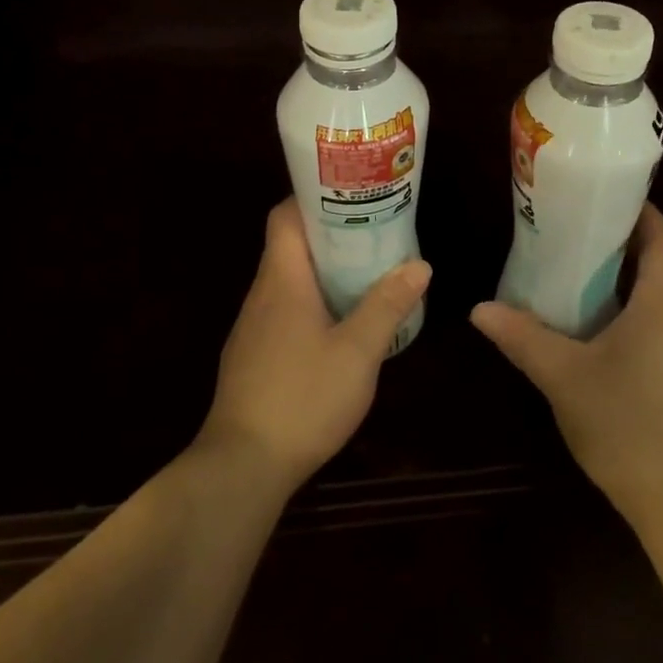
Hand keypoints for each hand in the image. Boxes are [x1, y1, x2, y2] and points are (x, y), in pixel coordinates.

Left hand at [199, 200, 430, 492]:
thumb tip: (419, 264)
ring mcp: (253, 327)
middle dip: (332, 234)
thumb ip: (387, 305)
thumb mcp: (358, 352)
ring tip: (367, 272)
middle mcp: (262, 295)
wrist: (242, 466)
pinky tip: (341, 324)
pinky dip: (313, 302)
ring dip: (324, 270)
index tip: (353, 195)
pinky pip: (284, 310)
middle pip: (291, 246)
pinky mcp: (253, 355)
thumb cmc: (303, 398)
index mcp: (283, 280)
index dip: (314, 198)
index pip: (286, 216)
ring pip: (289, 280)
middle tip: (377, 232)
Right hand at [471, 204, 662, 525]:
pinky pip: (649, 323)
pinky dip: (623, 308)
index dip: (643, 213)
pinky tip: (588, 321)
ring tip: (577, 263)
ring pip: (656, 295)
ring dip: (625, 275)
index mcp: (661, 305)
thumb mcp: (564, 375)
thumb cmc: (627, 422)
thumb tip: (479, 308)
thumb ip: (523, 337)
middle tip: (579, 227)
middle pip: (662, 263)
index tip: (608, 196)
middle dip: (627, 240)